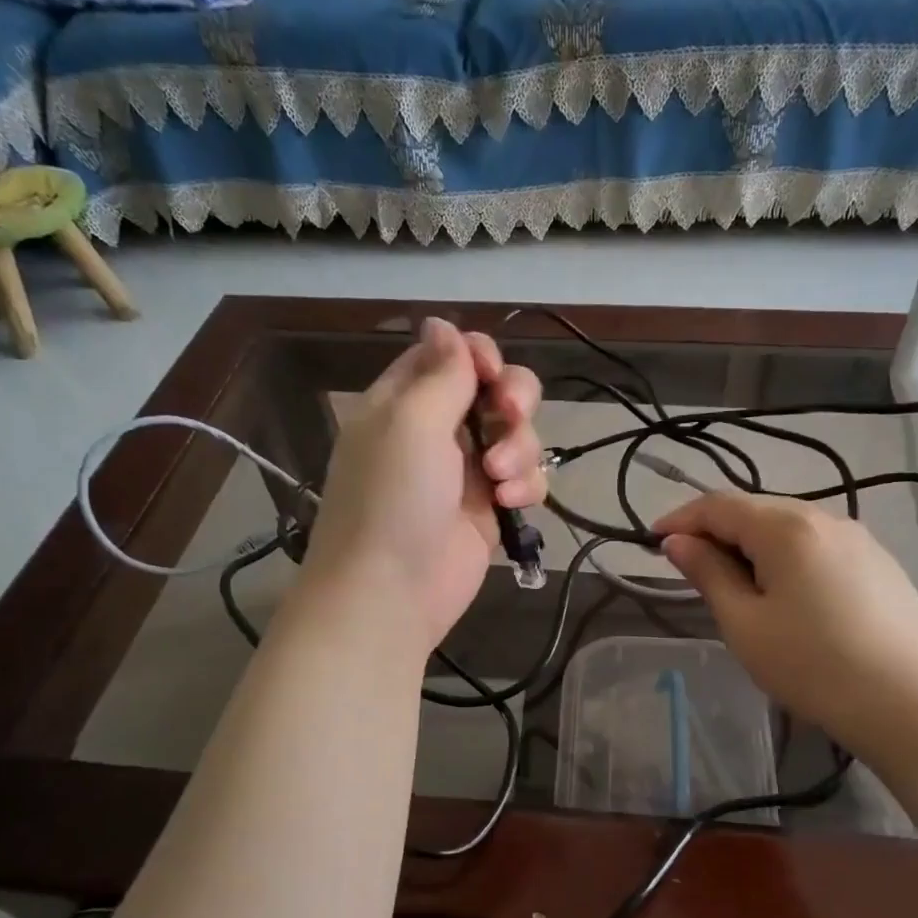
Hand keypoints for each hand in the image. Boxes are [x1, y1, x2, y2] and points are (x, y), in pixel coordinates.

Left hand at [301, 318, 545, 651]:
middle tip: (509, 415)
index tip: (489, 373)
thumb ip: (440, 373)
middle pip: (493, 390)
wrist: (392, 592)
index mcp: (404, 401)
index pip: (448, 356)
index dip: (478, 355)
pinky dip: (526, 485)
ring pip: (516, 434)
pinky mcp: (490, 509)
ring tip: (500, 479)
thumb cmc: (393, 499)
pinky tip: (511, 502)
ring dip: (519, 448)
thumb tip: (443, 324)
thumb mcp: (410, 422)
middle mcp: (436, 431)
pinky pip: (525, 478)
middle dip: (512, 398)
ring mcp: (466, 472)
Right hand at [654, 494, 917, 740]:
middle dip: (716, 532)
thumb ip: (708, 573)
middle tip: (689, 567)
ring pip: (789, 528)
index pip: (719, 505)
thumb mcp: (744, 623)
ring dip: (752, 546)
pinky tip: (786, 595)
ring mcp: (859, 539)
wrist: (908, 702)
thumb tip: (678, 542)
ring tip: (735, 585)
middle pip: (756, 511)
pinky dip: (786, 558)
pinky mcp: (879, 564)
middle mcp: (825, 518)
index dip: (680, 519)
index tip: (651, 541)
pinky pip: (818, 547)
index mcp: (786, 527)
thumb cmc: (811, 664)